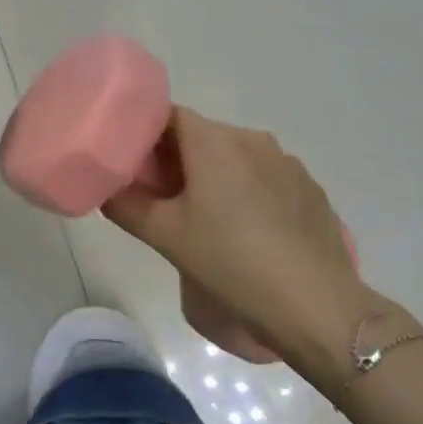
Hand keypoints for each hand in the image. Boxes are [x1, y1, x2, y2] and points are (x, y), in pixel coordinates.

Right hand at [103, 107, 402, 393]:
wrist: (316, 307)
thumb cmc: (230, 262)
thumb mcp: (165, 236)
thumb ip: (126, 205)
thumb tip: (105, 189)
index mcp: (215, 141)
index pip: (168, 115)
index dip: (143, 135)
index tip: (129, 164)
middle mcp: (253, 140)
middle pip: (201, 136)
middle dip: (175, 160)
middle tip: (156, 198)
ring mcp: (288, 165)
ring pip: (235, 158)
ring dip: (212, 177)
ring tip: (200, 220)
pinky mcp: (311, 192)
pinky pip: (265, 179)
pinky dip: (245, 193)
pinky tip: (244, 234)